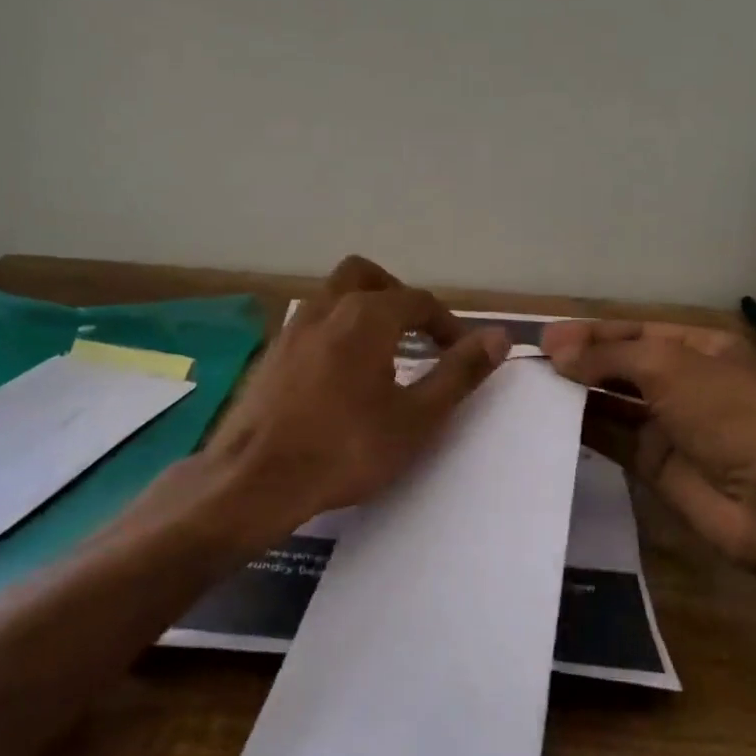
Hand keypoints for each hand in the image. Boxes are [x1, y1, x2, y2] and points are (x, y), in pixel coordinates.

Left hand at [200, 256, 508, 547]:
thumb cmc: (345, 449)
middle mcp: (326, 309)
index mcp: (366, 316)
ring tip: (382, 355)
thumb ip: (459, 373)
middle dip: (396, 296)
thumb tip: (499, 336)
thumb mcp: (416, 418)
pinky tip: (340, 376)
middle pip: (366, 276)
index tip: (459, 351)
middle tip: (415, 333)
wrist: (256, 479)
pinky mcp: (270, 355)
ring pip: (332, 297)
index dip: (446, 323)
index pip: (417, 301)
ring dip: (363, 312)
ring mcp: (291, 329)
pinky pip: (311, 325)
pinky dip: (335, 332)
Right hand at [542, 319, 755, 616]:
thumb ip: (610, 357)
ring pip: (611, 401)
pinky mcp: (652, 463)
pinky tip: (547, 420)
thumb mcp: (670, 368)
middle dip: (579, 361)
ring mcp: (667, 424)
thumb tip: (557, 353)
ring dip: (575, 393)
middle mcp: (681, 381)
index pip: (633, 331)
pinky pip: (610, 438)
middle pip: (620, 364)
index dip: (590, 332)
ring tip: (530, 388)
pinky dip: (581, 428)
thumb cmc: (730, 417)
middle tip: (531, 364)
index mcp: (698, 348)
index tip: (545, 338)